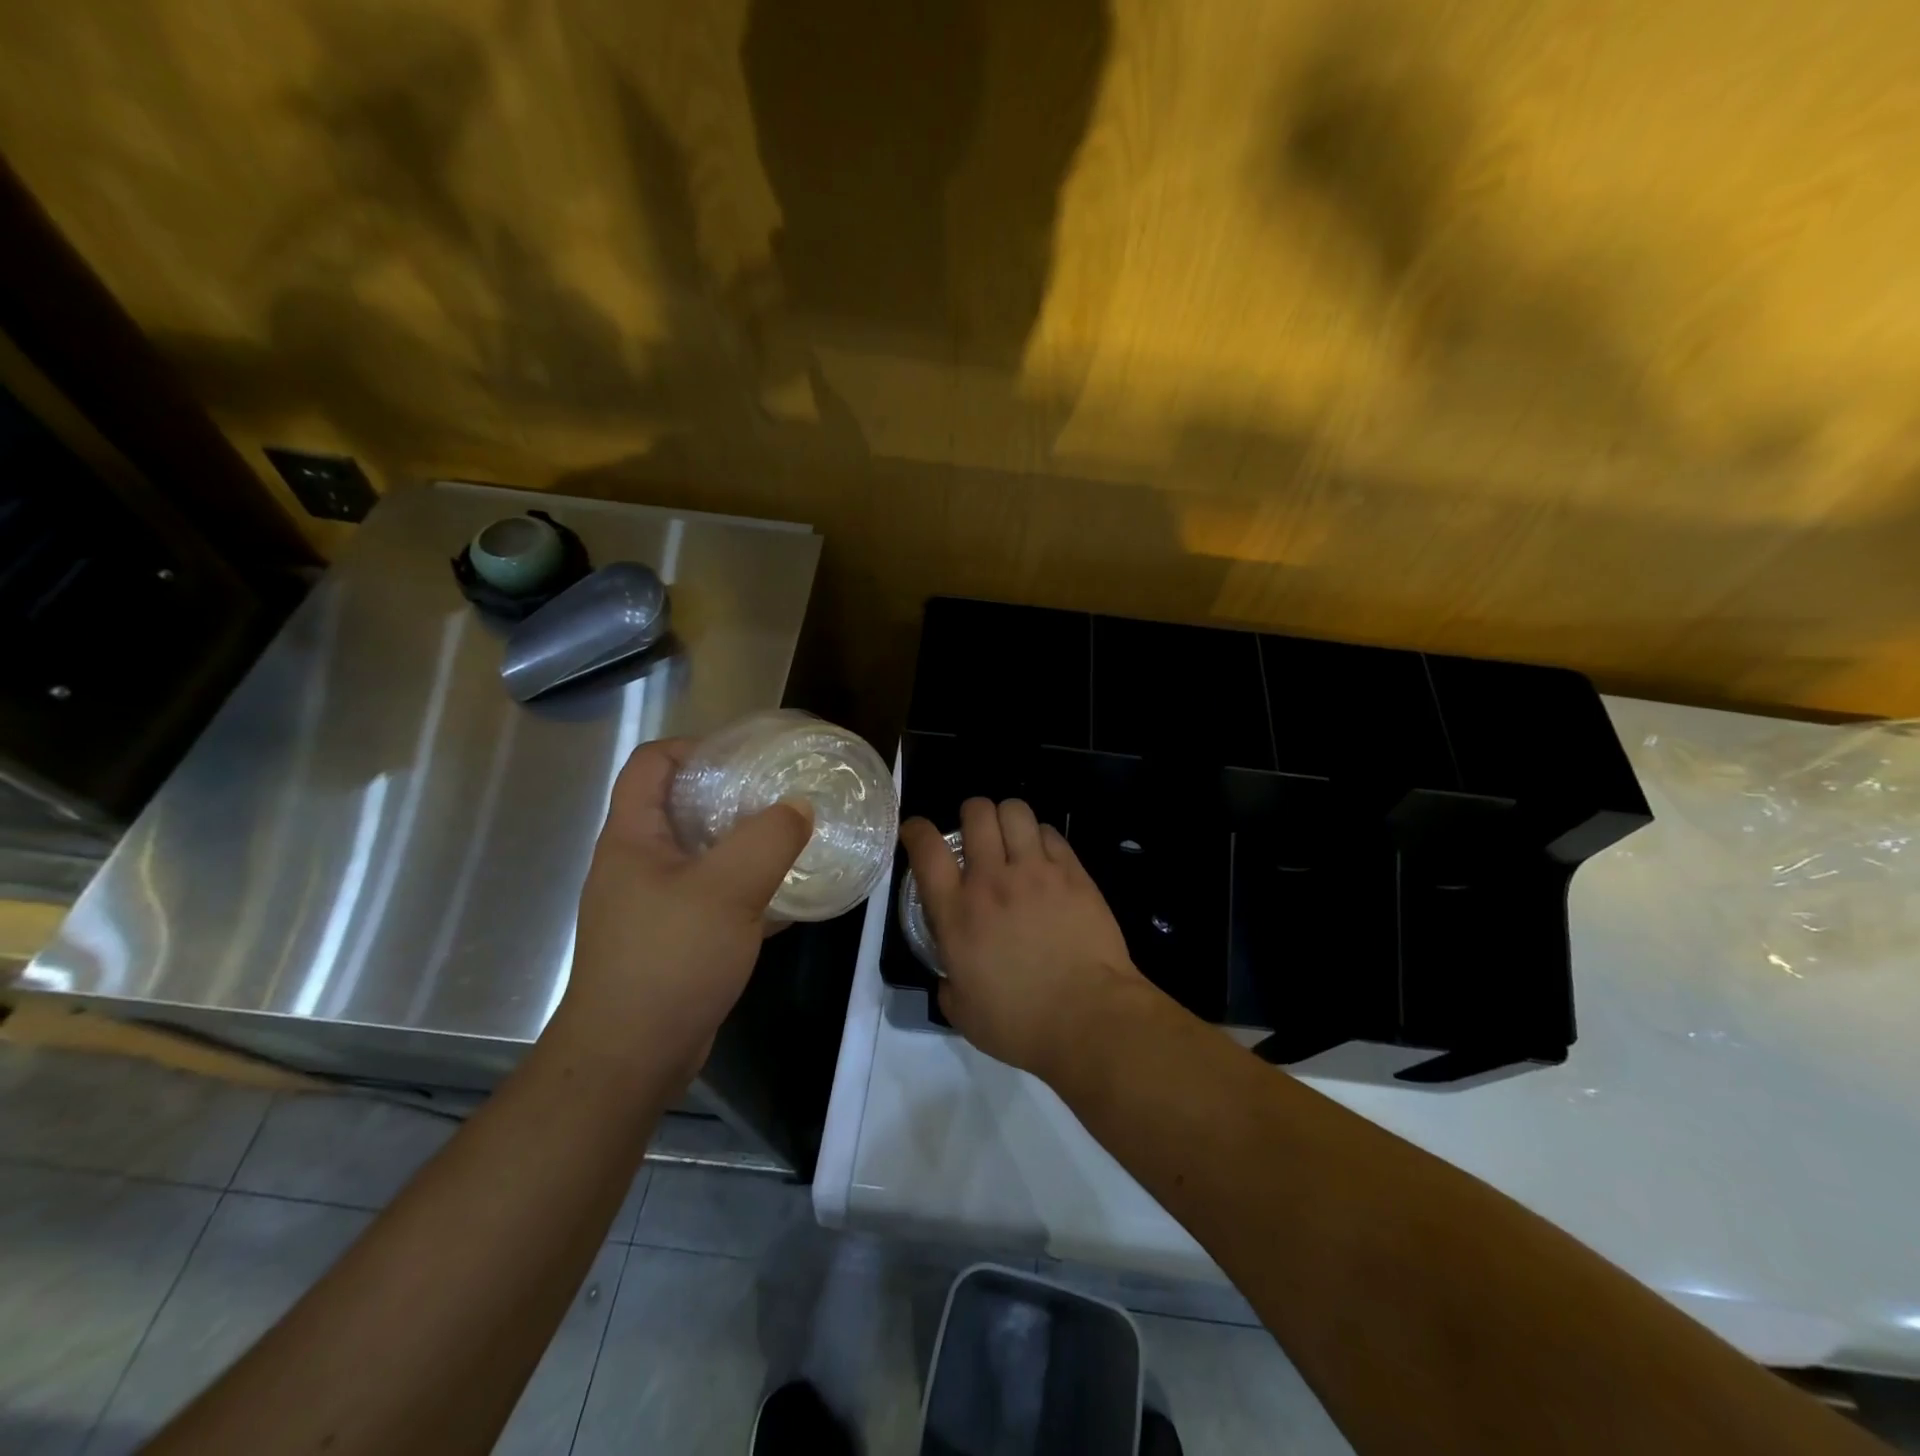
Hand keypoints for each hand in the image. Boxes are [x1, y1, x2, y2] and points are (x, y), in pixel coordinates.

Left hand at [557, 738, 811, 1087]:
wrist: (631, 1058)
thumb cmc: (670, 960)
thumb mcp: (728, 889)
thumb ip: (769, 838)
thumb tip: (799, 806)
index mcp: (632, 837)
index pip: (652, 764)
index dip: (695, 747)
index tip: (746, 755)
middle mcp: (636, 864)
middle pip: (680, 806)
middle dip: (731, 794)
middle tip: (780, 793)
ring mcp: (652, 904)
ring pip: (701, 854)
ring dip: (743, 843)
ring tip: (791, 838)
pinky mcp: (671, 939)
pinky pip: (712, 896)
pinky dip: (746, 888)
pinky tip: (786, 897)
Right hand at [901, 798, 1148, 1078]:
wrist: (1089, 1018)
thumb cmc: (1020, 1023)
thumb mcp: (963, 1012)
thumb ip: (949, 983)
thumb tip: (952, 973)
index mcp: (958, 913)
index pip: (927, 849)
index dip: (916, 830)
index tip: (917, 831)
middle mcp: (992, 880)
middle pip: (976, 813)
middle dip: (971, 813)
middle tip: (976, 833)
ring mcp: (1036, 872)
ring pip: (1016, 811)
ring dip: (1007, 818)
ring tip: (1012, 837)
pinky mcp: (1073, 873)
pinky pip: (1052, 833)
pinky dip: (1041, 837)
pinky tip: (1044, 856)